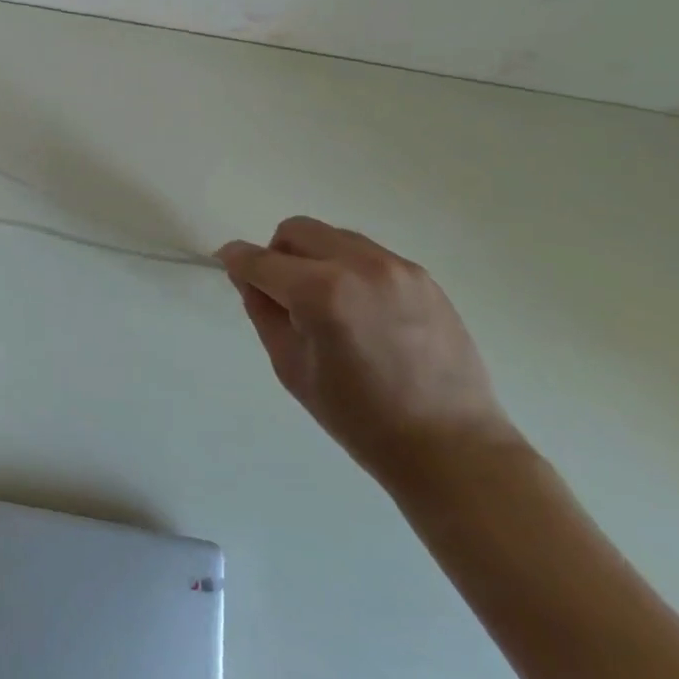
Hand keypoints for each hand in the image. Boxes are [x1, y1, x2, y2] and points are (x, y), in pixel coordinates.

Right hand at [217, 217, 518, 491]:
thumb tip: (248, 277)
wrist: (451, 447)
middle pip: (297, 231)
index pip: (261, 260)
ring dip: (314, 258)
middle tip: (281, 293)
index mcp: (321, 293)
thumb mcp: (292, 367)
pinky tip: (361, 311)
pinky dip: (349, 269)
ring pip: (334, 237)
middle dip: (277, 254)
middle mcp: (359, 266)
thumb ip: (263, 312)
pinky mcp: (423, 277)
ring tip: (326, 304)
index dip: (236, 260)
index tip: (227, 263)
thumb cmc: (360, 418)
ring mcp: (397, 268)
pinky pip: (368, 255)